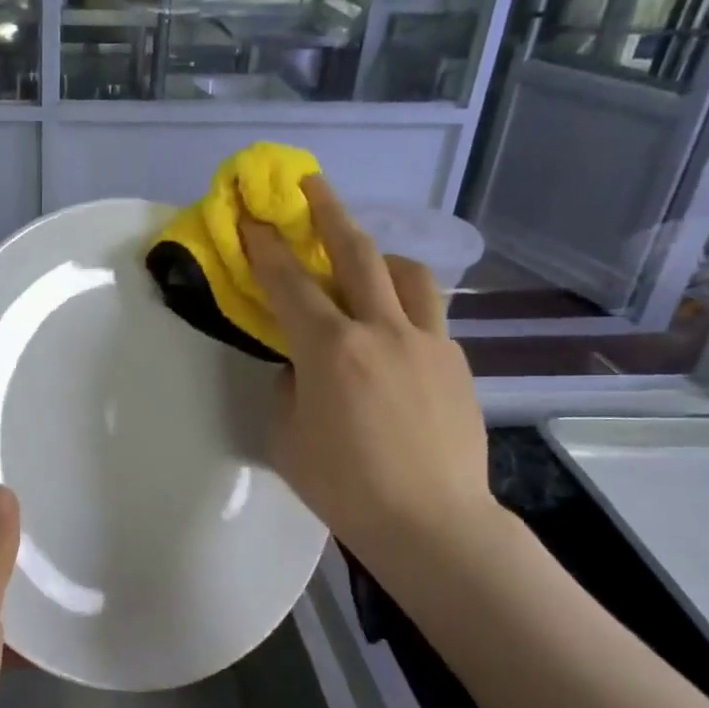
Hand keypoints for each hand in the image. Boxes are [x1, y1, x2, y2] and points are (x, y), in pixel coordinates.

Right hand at [240, 176, 494, 568]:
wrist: (432, 523)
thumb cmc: (346, 486)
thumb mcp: (288, 437)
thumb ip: (289, 388)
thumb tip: (301, 365)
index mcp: (331, 350)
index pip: (290, 283)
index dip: (266, 246)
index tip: (253, 217)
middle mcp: (381, 330)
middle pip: (355, 251)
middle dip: (328, 211)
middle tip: (311, 184)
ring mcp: (426, 341)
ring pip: (406, 273)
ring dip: (377, 255)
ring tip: (363, 261)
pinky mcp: (455, 361)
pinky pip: (428, 314)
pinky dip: (404, 305)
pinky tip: (393, 333)